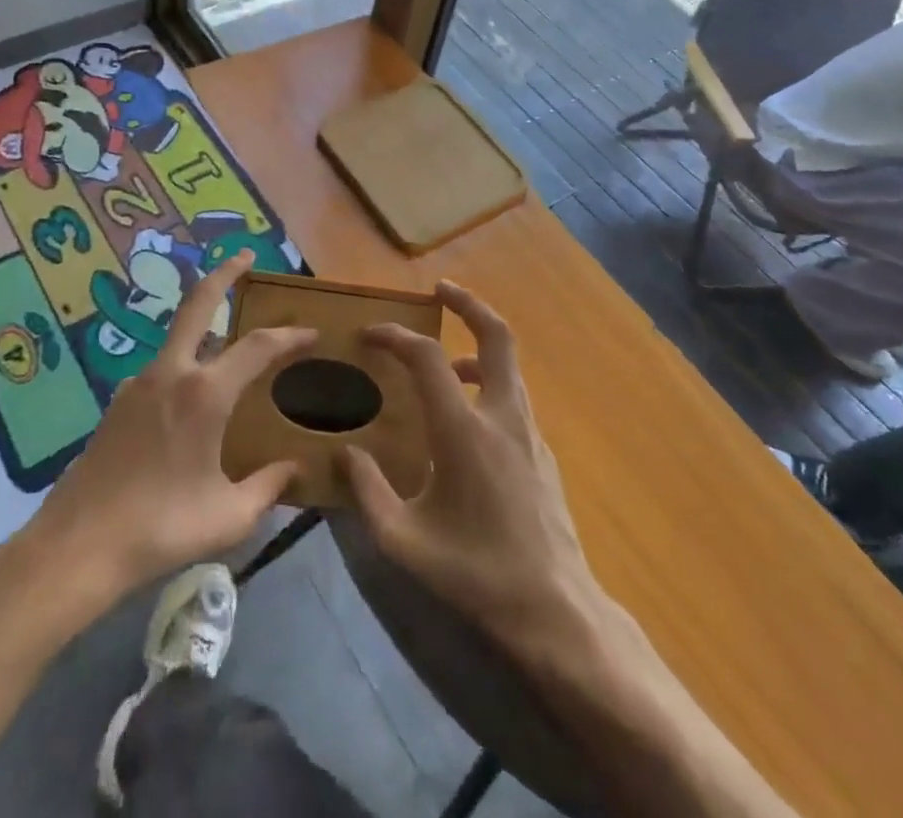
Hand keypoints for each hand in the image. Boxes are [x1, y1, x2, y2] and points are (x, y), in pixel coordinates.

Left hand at [25, 250, 310, 595]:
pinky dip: (184, 363)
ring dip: (203, 322)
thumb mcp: (228, 517)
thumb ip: (268, 487)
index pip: (258, 347)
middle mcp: (171, 373)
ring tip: (228, 336)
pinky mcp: (118, 403)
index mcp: (204, 393)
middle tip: (246, 256)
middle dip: (224, 274)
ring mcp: (138, 383)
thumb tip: (295, 468)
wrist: (77, 547)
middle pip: (198, 303)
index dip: (289, 336)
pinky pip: (162, 369)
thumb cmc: (160, 529)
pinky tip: (192, 397)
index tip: (312, 333)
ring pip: (177, 336)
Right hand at [341, 282, 598, 634]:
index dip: (396, 337)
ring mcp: (529, 432)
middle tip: (440, 289)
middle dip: (468, 304)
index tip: (369, 334)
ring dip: (474, 347)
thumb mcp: (405, 542)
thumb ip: (368, 492)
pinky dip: (486, 382)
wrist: (556, 613)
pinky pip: (512, 396)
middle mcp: (501, 417)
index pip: (428, 358)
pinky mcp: (541, 451)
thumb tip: (346, 454)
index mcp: (464, 431)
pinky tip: (463, 418)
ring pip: (507, 365)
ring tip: (441, 360)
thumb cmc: (476, 574)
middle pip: (496, 336)